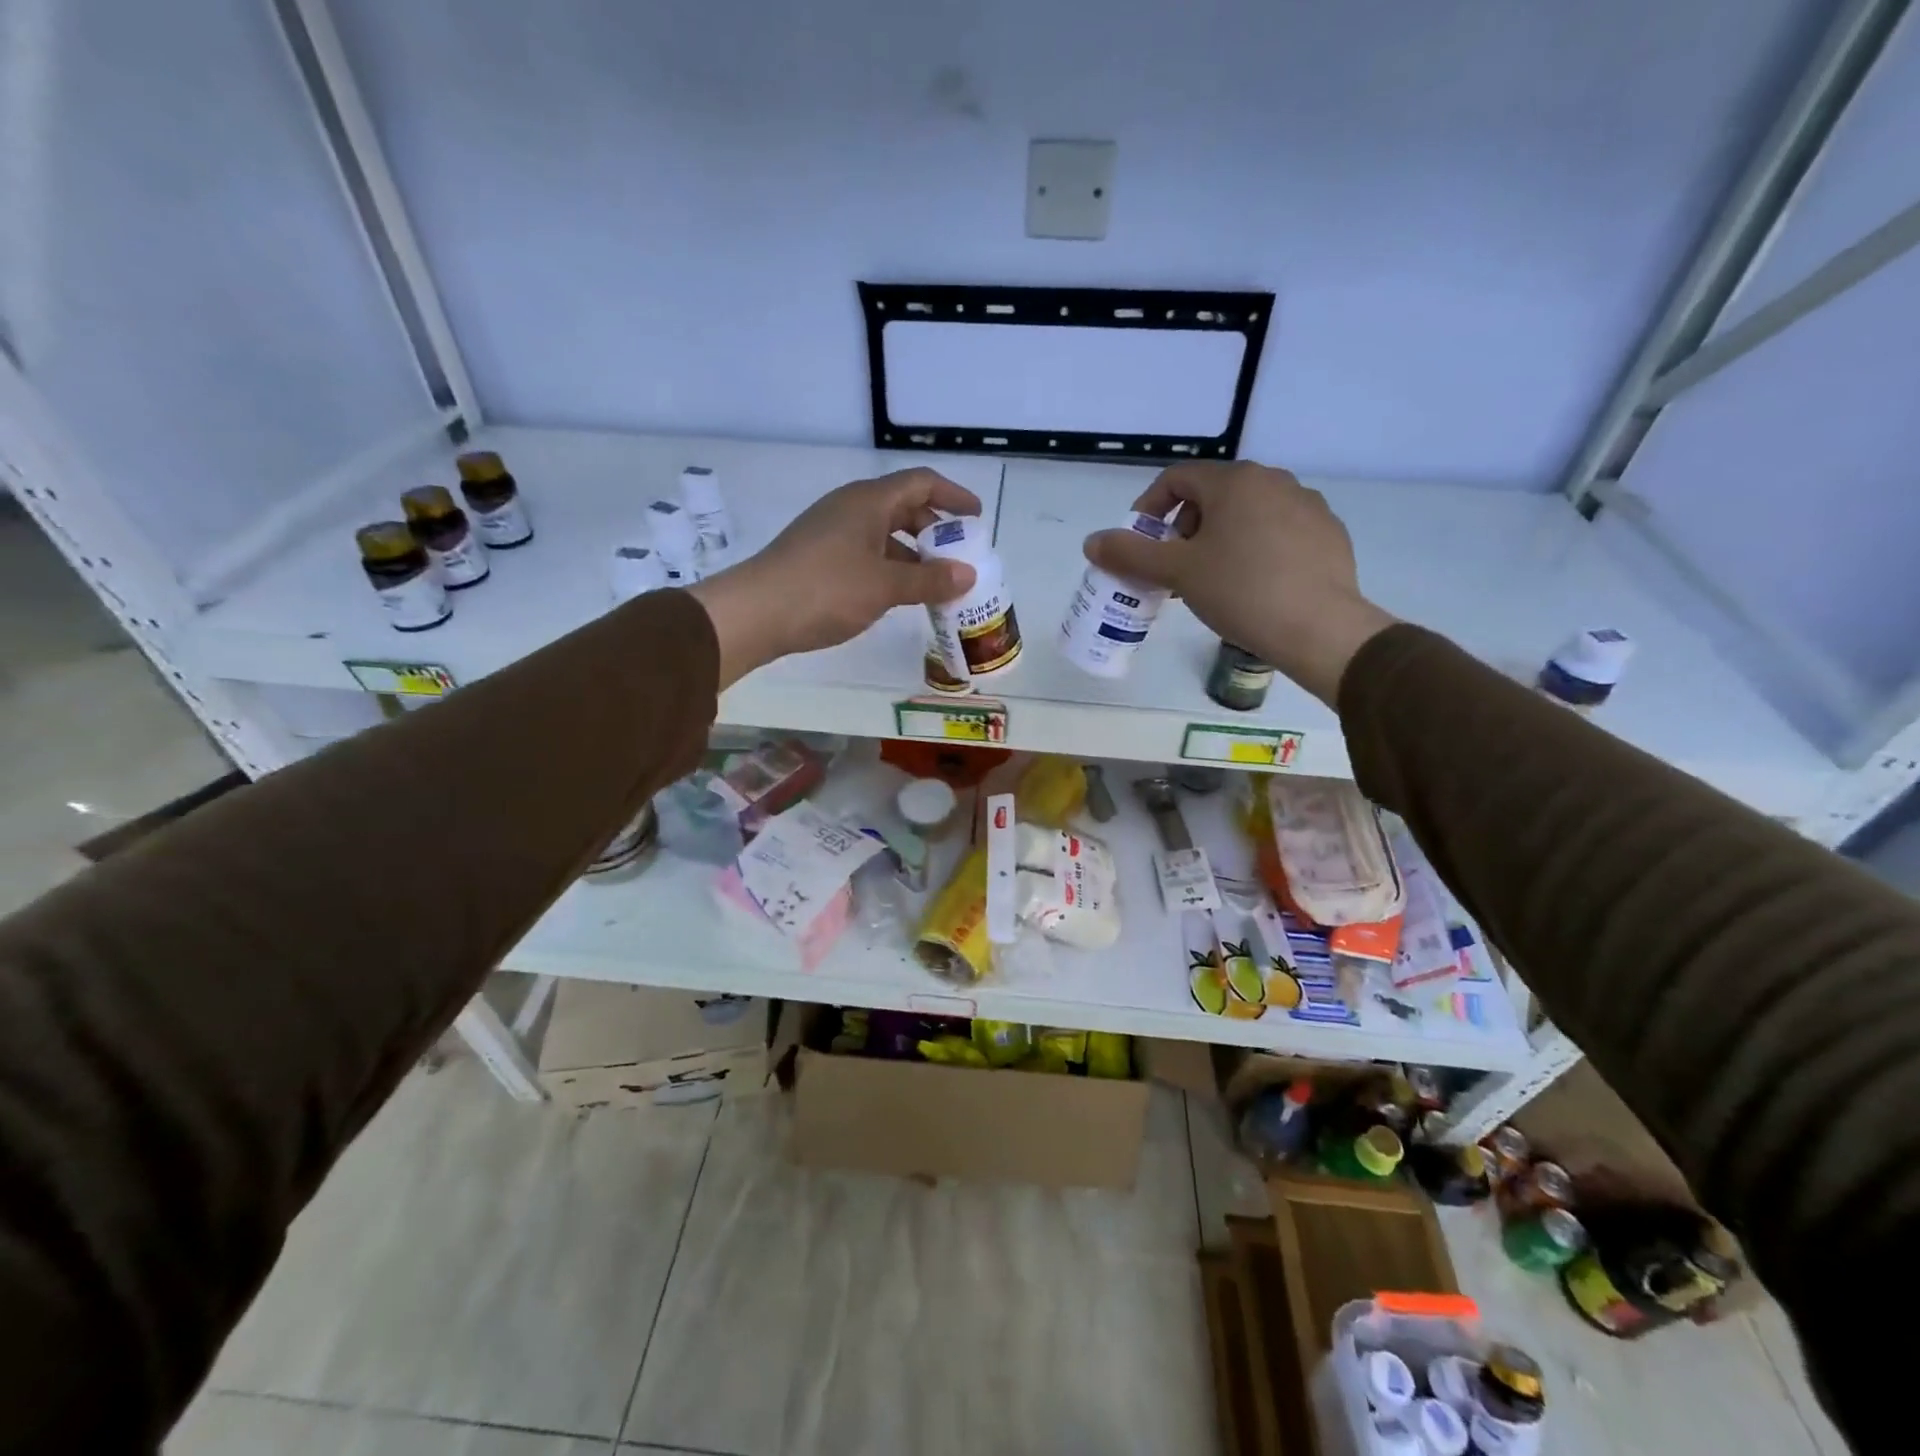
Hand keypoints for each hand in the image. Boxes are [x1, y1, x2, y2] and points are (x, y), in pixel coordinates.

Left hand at [690, 468, 981, 685]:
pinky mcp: (818, 557)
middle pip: (903, 507)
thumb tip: (968, 574)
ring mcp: (831, 532)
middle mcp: (850, 508)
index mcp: (869, 501)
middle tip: (958, 557)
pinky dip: (889, 567)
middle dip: (935, 530)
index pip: (921, 483)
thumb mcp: (885, 586)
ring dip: (912, 554)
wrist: (755, 612)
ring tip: (935, 583)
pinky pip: (866, 553)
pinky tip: (898, 595)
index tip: (976, 519)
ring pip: (884, 534)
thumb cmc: (826, 590)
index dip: (953, 496)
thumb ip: (929, 580)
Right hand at [1082, 461, 1396, 704]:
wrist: (1319, 627)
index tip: (1141, 544)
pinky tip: (1252, 586)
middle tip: (1174, 567)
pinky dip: (1254, 549)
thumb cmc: (1240, 591)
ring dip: (1218, 539)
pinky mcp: (1328, 533)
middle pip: (1212, 495)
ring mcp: (1307, 505)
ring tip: (1210, 580)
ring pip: (1247, 513)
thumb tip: (1092, 542)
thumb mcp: (1177, 572)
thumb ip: (1130, 553)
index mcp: (1235, 481)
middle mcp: (1274, 481)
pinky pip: (1278, 532)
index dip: (1149, 508)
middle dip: (1184, 528)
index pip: (1177, 478)